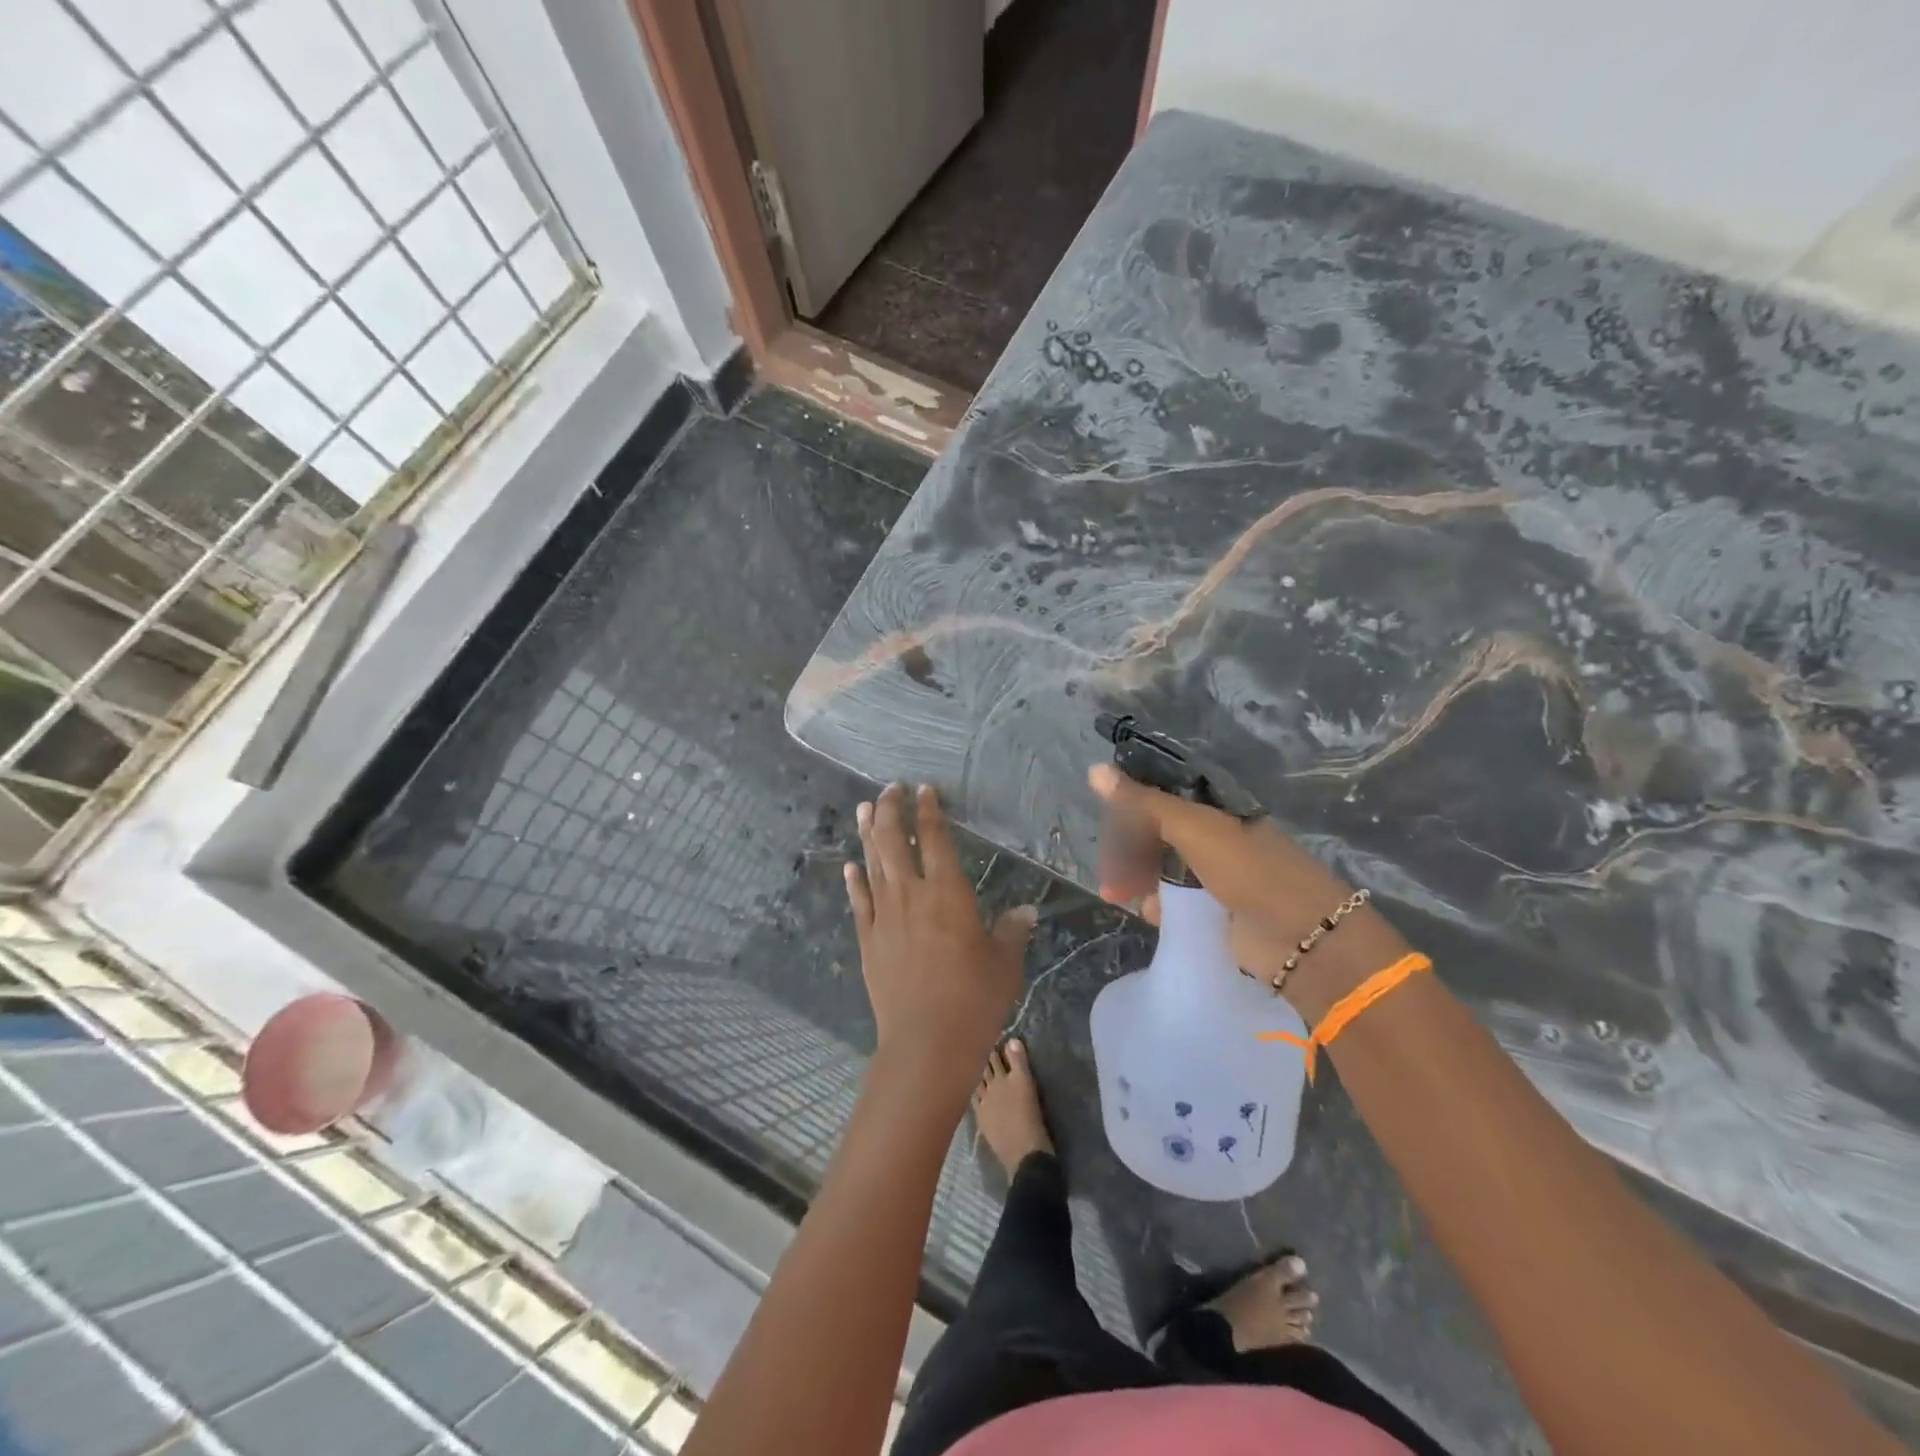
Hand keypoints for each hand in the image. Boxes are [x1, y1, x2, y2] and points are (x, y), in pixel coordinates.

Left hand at [846, 784, 1035, 1098]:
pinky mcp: (868, 940)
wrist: (926, 1042)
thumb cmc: (974, 999)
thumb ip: (1012, 930)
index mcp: (948, 892)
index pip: (934, 838)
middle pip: (893, 840)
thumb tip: (1026, 910)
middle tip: (890, 789)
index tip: (924, 790)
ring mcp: (885, 916)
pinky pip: (859, 902)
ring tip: (863, 808)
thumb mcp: (1004, 963)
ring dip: (867, 833)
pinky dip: (854, 880)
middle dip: (890, 809)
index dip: (928, 811)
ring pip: (872, 863)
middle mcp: (912, 894)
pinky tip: (850, 866)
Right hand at [1088, 763, 1409, 1018]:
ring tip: (1116, 892)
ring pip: (1162, 869)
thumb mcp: (1194, 827)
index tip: (1102, 814)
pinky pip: (1174, 902)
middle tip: (1106, 867)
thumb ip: (1144, 802)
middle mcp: (1216, 838)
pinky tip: (1147, 912)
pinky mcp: (1214, 912)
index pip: (1163, 796)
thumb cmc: (1249, 870)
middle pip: (1159, 835)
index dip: (1132, 802)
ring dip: (1137, 878)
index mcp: (1217, 810)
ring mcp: (1216, 877)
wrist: (1301, 938)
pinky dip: (1157, 905)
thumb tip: (1095, 770)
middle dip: (1128, 848)